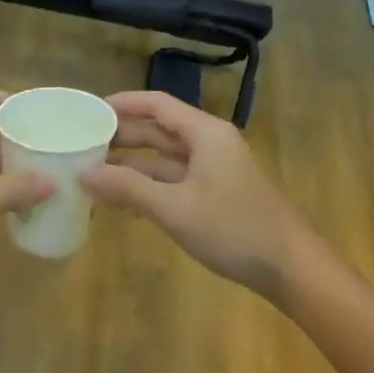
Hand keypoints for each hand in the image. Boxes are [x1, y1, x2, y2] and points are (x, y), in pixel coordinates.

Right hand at [81, 92, 311, 296]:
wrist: (290, 268)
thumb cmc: (234, 229)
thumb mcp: (175, 209)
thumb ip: (128, 188)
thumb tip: (83, 173)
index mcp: (205, 134)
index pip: (157, 105)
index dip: (123, 104)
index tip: (89, 110)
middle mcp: (209, 144)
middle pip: (159, 129)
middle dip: (123, 135)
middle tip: (83, 141)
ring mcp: (213, 170)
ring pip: (165, 157)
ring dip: (132, 163)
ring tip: (93, 170)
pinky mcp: (215, 194)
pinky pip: (173, 179)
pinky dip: (148, 184)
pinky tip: (122, 198)